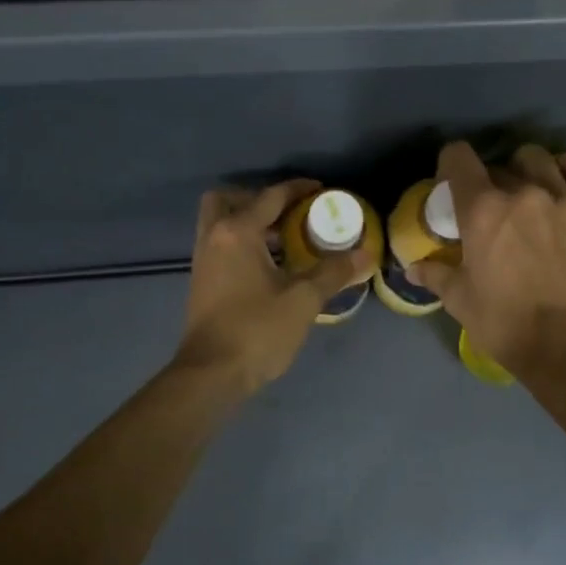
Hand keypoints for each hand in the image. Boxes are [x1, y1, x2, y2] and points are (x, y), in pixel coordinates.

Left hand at [173, 179, 371, 395]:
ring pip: (220, 224)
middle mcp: (214, 238)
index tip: (321, 190)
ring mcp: (203, 261)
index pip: (270, 197)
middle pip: (228, 200)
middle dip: (257, 199)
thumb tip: (364, 254)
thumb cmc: (257, 331)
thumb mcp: (303, 300)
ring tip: (285, 240)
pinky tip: (269, 267)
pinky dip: (242, 244)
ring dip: (249, 223)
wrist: (211, 374)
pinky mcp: (202, 283)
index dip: (297, 189)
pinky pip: (221, 246)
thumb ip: (332, 272)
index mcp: (237, 233)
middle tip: (287, 214)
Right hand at [407, 143, 565, 376]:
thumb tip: (413, 268)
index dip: (451, 166)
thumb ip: (436, 275)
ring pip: (537, 158)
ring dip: (525, 172)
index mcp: (481, 209)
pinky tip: (565, 186)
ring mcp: (562, 195)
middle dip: (489, 184)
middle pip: (497, 165)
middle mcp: (521, 191)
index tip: (452, 186)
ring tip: (530, 198)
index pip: (458, 157)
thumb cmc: (506, 325)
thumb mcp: (460, 302)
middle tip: (492, 213)